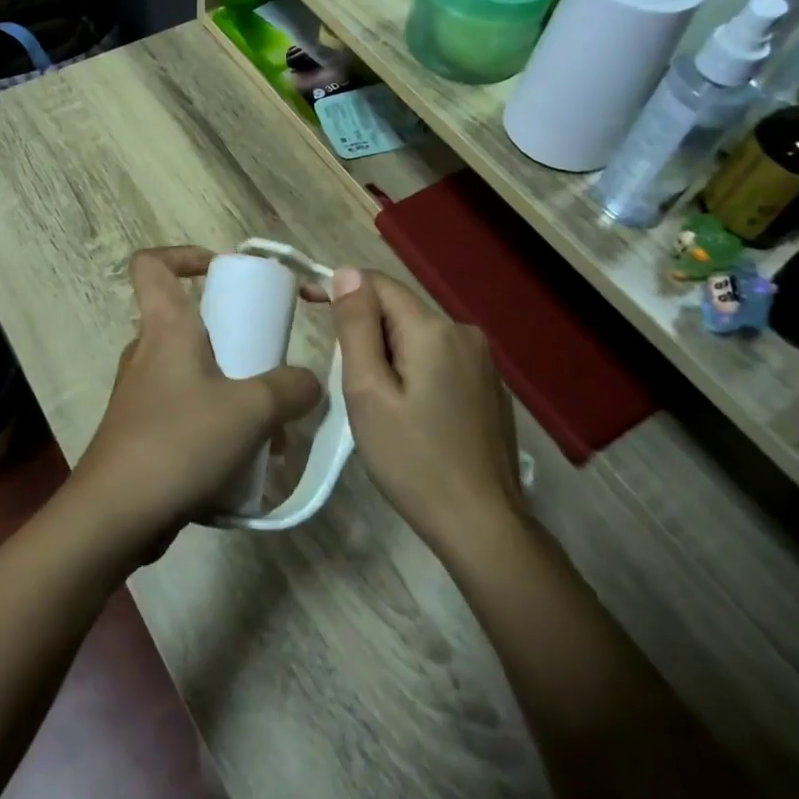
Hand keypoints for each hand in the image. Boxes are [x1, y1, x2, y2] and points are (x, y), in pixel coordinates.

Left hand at [70, 247, 322, 556]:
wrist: (115, 516)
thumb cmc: (179, 442)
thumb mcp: (251, 410)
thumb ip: (291, 388)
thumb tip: (309, 383)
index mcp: (165, 328)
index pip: (152, 264)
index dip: (183, 255)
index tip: (221, 271)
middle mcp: (147, 352)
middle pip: (186, 320)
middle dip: (233, 335)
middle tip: (268, 359)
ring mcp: (141, 394)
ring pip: (193, 371)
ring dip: (232, 387)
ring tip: (272, 424)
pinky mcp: (143, 431)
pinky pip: (187, 409)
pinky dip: (218, 421)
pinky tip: (250, 458)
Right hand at [330, 268, 522, 555]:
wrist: (482, 524)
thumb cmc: (413, 461)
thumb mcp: (368, 392)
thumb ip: (357, 327)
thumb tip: (347, 273)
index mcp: (434, 329)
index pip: (378, 284)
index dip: (341, 289)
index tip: (308, 306)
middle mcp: (464, 332)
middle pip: (400, 310)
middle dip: (366, 330)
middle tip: (345, 378)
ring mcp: (483, 361)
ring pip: (419, 335)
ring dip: (390, 352)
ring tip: (375, 401)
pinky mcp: (490, 386)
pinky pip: (440, 358)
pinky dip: (415, 369)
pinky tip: (411, 412)